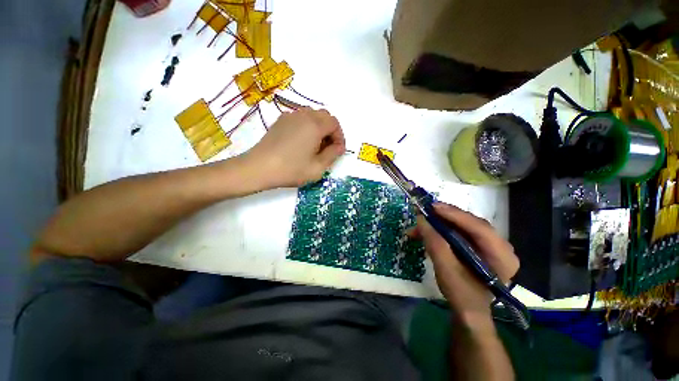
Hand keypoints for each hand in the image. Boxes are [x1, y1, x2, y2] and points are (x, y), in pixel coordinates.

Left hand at [245, 108, 344, 187]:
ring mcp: (290, 116)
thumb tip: (339, 147)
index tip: (337, 151)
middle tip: (328, 148)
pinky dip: (307, 126)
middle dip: (330, 131)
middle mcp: (303, 115)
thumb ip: (333, 155)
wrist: (259, 168)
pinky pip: (300, 118)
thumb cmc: (291, 170)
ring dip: (319, 128)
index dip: (339, 137)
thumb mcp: (317, 168)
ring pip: (312, 115)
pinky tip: (301, 142)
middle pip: (324, 116)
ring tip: (315, 145)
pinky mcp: (280, 121)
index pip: (335, 124)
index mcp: (315, 125)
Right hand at [411, 203, 518, 319]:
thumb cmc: (462, 295)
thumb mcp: (446, 270)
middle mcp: (501, 246)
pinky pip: (461, 231)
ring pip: (464, 226)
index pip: (479, 228)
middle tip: (425, 212)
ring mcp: (491, 245)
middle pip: (471, 223)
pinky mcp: (480, 246)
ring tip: (421, 224)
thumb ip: (435, 244)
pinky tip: (429, 231)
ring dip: (441, 223)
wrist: (469, 312)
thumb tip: (421, 220)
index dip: (455, 215)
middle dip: (445, 217)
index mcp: (502, 256)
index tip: (432, 207)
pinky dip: (443, 229)